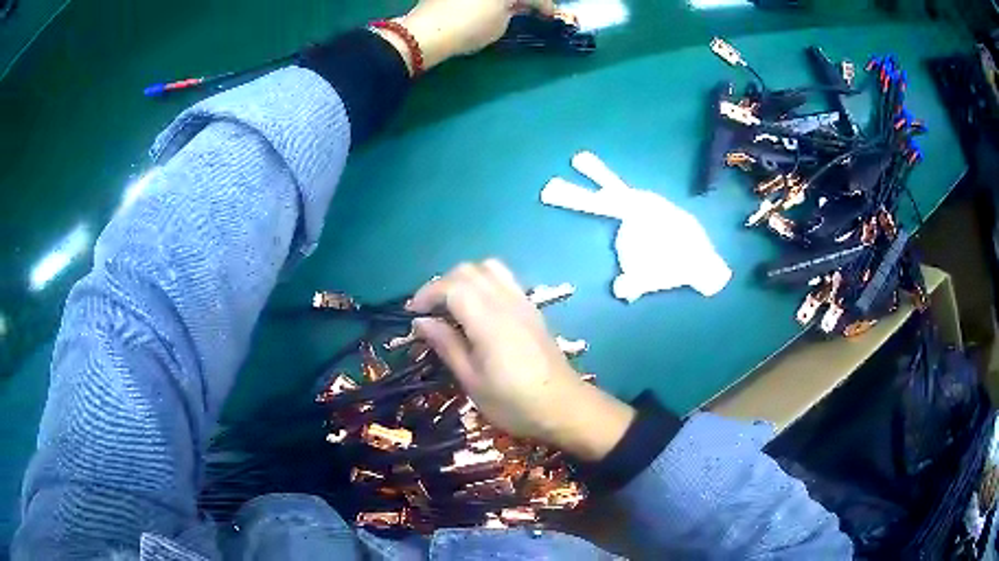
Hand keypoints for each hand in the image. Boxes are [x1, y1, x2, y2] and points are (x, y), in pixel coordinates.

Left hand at [383, 0, 555, 71]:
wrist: (426, 32)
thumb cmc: (469, 26)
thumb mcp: (500, 23)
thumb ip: (512, 10)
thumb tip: (513, 6)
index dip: (543, 4)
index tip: (550, 14)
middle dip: (522, 2)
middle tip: (532, 8)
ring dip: (505, 2)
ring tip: (512, 8)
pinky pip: (476, 0)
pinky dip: (485, 2)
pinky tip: (488, 7)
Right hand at [409, 259, 634, 460]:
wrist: (563, 406)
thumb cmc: (513, 402)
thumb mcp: (472, 381)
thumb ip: (446, 345)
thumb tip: (421, 322)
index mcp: (487, 320)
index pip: (451, 286)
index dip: (427, 293)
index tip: (413, 313)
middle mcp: (506, 302)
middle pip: (469, 270)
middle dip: (442, 283)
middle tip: (429, 311)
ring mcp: (523, 302)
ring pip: (489, 269)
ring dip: (465, 279)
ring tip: (453, 305)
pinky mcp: (533, 309)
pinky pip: (505, 280)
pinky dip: (484, 283)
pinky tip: (479, 310)